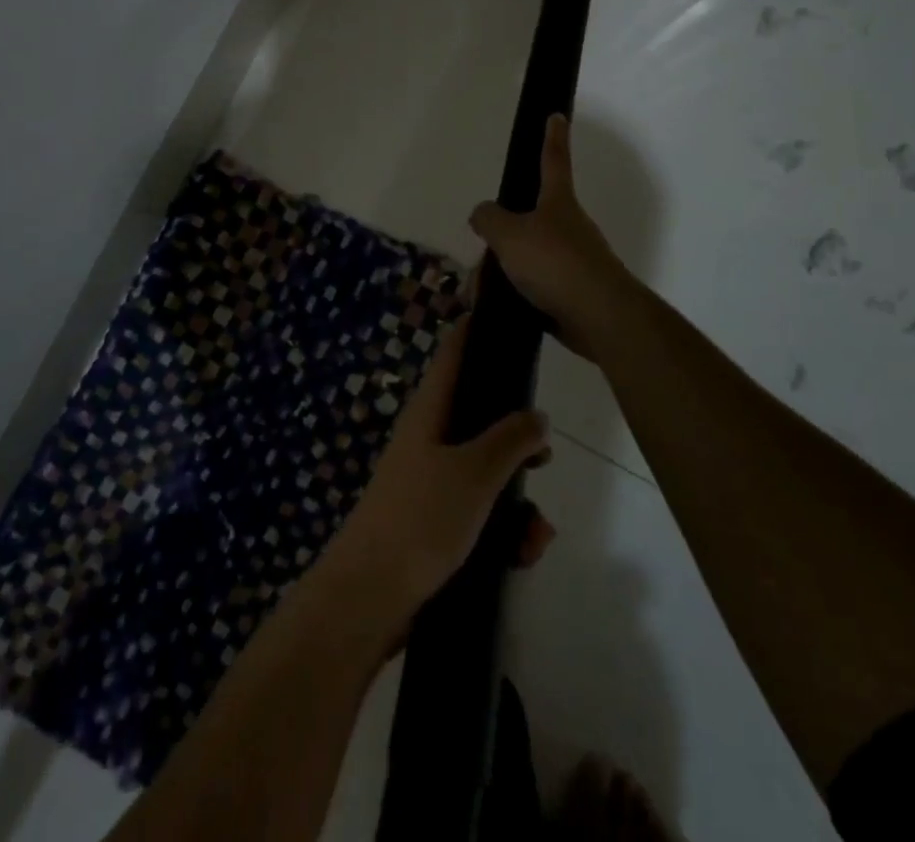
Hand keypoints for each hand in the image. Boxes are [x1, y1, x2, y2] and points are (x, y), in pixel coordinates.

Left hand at [322, 314, 553, 644]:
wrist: (370, 597)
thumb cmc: (421, 519)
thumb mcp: (475, 473)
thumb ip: (510, 440)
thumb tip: (536, 414)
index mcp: (430, 412)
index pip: (454, 354)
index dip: (477, 330)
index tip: (508, 317)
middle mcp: (429, 439)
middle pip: (480, 417)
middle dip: (518, 441)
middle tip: (545, 458)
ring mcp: (430, 481)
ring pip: (486, 473)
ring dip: (517, 501)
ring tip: (536, 535)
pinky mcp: (434, 523)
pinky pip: (479, 513)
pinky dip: (504, 531)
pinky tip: (521, 556)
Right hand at [468, 114, 643, 362]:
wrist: (599, 316)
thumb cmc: (555, 263)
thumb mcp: (510, 235)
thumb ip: (489, 219)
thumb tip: (482, 214)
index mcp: (558, 203)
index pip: (553, 161)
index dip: (552, 138)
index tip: (557, 115)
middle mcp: (568, 227)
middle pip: (525, 223)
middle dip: (500, 241)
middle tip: (482, 263)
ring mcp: (573, 261)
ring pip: (525, 260)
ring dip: (501, 275)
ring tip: (480, 294)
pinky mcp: (571, 293)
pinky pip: (533, 288)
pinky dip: (513, 296)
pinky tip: (497, 310)